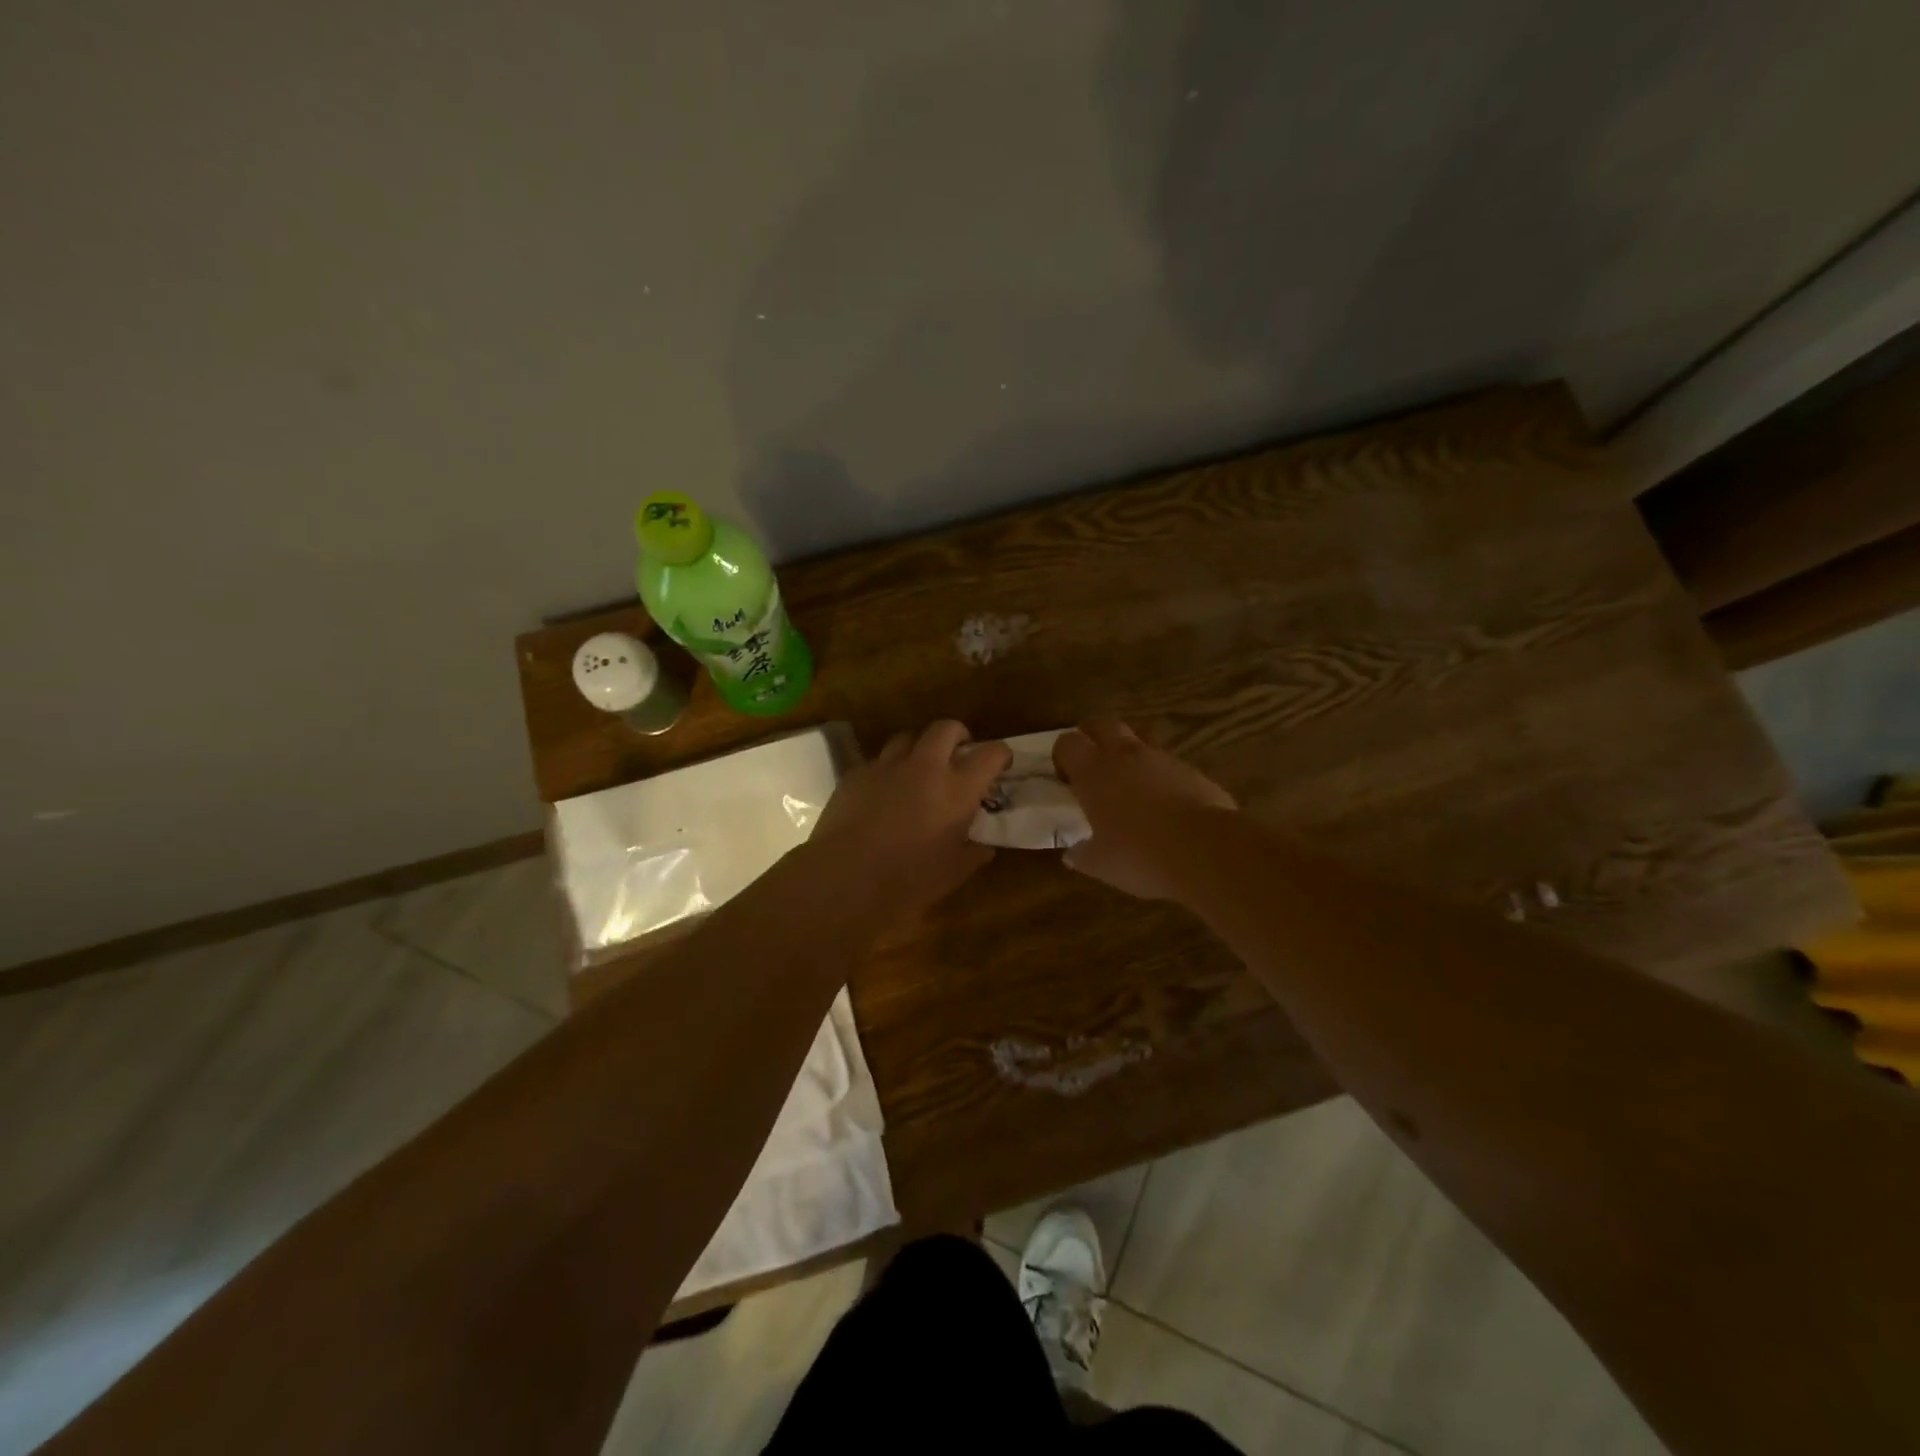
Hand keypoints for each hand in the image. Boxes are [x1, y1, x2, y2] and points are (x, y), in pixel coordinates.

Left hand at [808, 720, 1012, 922]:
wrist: (845, 878)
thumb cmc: (908, 880)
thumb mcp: (953, 873)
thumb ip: (973, 853)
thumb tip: (983, 846)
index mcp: (957, 789)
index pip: (991, 753)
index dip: (1000, 755)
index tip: (1000, 765)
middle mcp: (925, 766)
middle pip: (946, 728)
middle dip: (957, 736)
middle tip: (958, 755)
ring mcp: (886, 766)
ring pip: (907, 737)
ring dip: (919, 749)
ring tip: (918, 771)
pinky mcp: (855, 774)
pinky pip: (877, 762)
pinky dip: (887, 771)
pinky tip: (882, 793)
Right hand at [1053, 717, 1237, 898]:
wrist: (1207, 850)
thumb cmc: (1141, 855)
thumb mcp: (1101, 864)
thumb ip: (1082, 855)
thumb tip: (1072, 855)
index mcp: (1094, 773)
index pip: (1067, 743)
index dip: (1063, 756)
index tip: (1066, 779)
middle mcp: (1125, 755)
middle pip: (1102, 723)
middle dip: (1093, 735)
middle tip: (1092, 761)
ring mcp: (1161, 759)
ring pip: (1139, 736)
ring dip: (1130, 750)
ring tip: (1130, 780)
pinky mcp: (1191, 770)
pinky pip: (1168, 762)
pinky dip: (1160, 773)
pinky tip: (1164, 802)